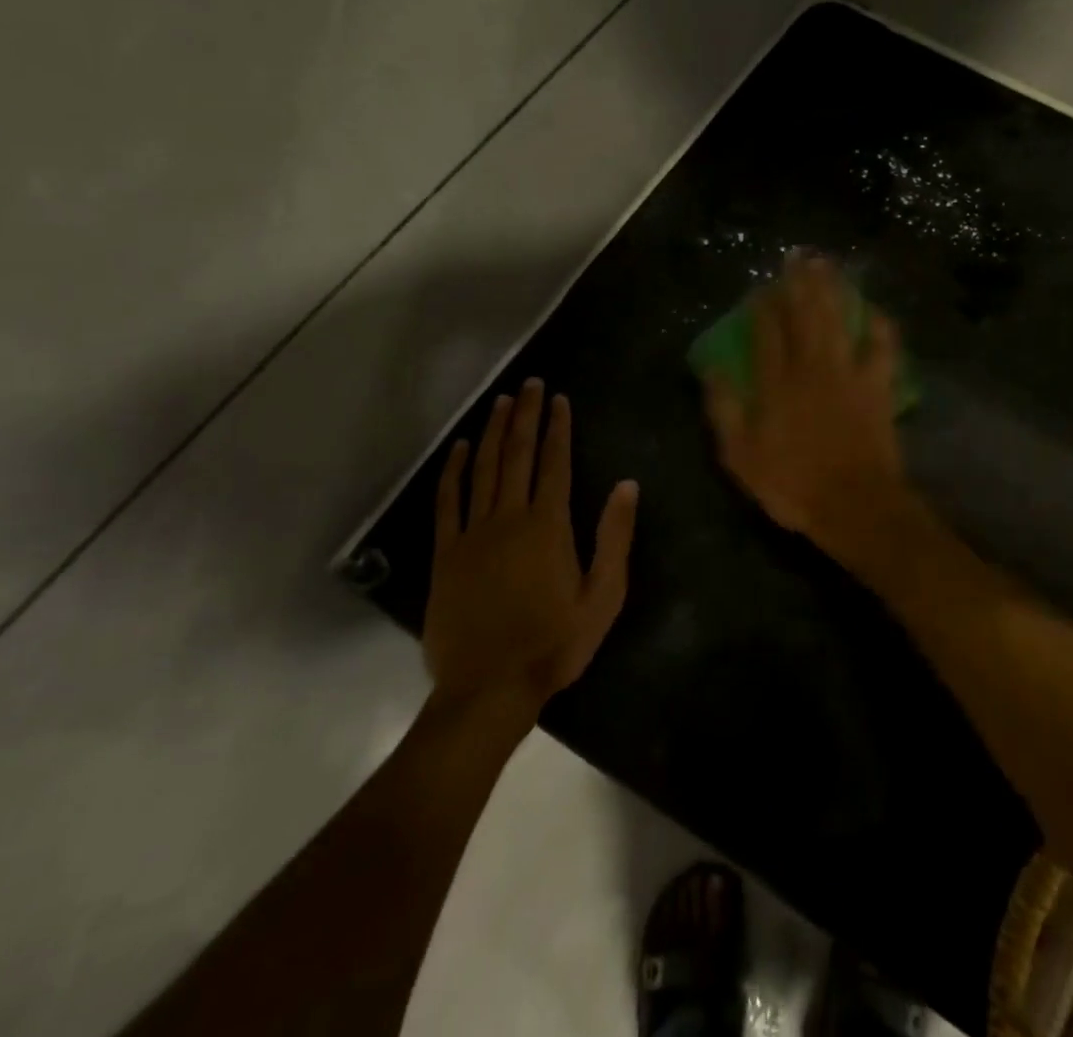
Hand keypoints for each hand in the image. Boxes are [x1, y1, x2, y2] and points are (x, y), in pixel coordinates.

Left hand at [421, 379, 637, 714]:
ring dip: (494, 432)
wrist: (489, 689)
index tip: (559, 399)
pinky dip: (455, 471)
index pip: (554, 463)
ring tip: (502, 401)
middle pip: (518, 455)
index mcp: (548, 526)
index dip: (558, 428)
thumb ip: (614, 538)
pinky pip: (449, 502)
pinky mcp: (447, 554)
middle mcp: (509, 518)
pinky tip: (462, 448)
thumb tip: (626, 486)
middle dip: (526, 416)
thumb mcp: (603, 597)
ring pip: (484, 470)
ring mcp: (473, 534)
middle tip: (531, 384)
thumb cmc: (554, 644)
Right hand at [703, 254, 909, 569]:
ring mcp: (848, 375)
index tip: (761, 285)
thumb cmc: (792, 485)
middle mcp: (811, 369)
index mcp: (776, 384)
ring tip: (827, 264)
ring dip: (833, 290)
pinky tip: (875, 309)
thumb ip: (725, 409)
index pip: (767, 332)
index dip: (763, 306)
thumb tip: (711, 368)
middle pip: (805, 316)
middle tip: (798, 255)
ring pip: (839, 321)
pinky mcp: (877, 387)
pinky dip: (879, 327)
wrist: (854, 505)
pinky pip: (882, 348)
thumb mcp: (741, 456)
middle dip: (800, 283)